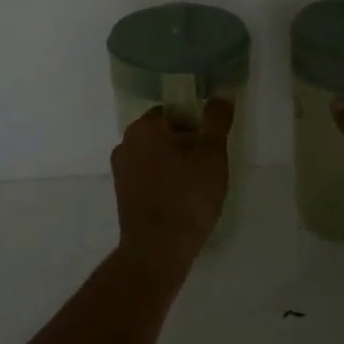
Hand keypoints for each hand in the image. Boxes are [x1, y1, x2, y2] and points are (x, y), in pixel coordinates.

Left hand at [111, 98, 234, 266]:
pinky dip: (164, 179)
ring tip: (198, 184)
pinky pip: (148, 174)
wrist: (157, 250)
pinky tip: (181, 198)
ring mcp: (121, 169)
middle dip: (187, 143)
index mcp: (145, 126)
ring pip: (155, 154)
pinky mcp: (122, 192)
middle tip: (209, 165)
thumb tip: (222, 92)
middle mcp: (126, 142)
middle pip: (164, 131)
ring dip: (175, 162)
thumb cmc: (188, 198)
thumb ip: (217, 121)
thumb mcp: (212, 156)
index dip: (198, 124)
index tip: (213, 145)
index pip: (176, 111)